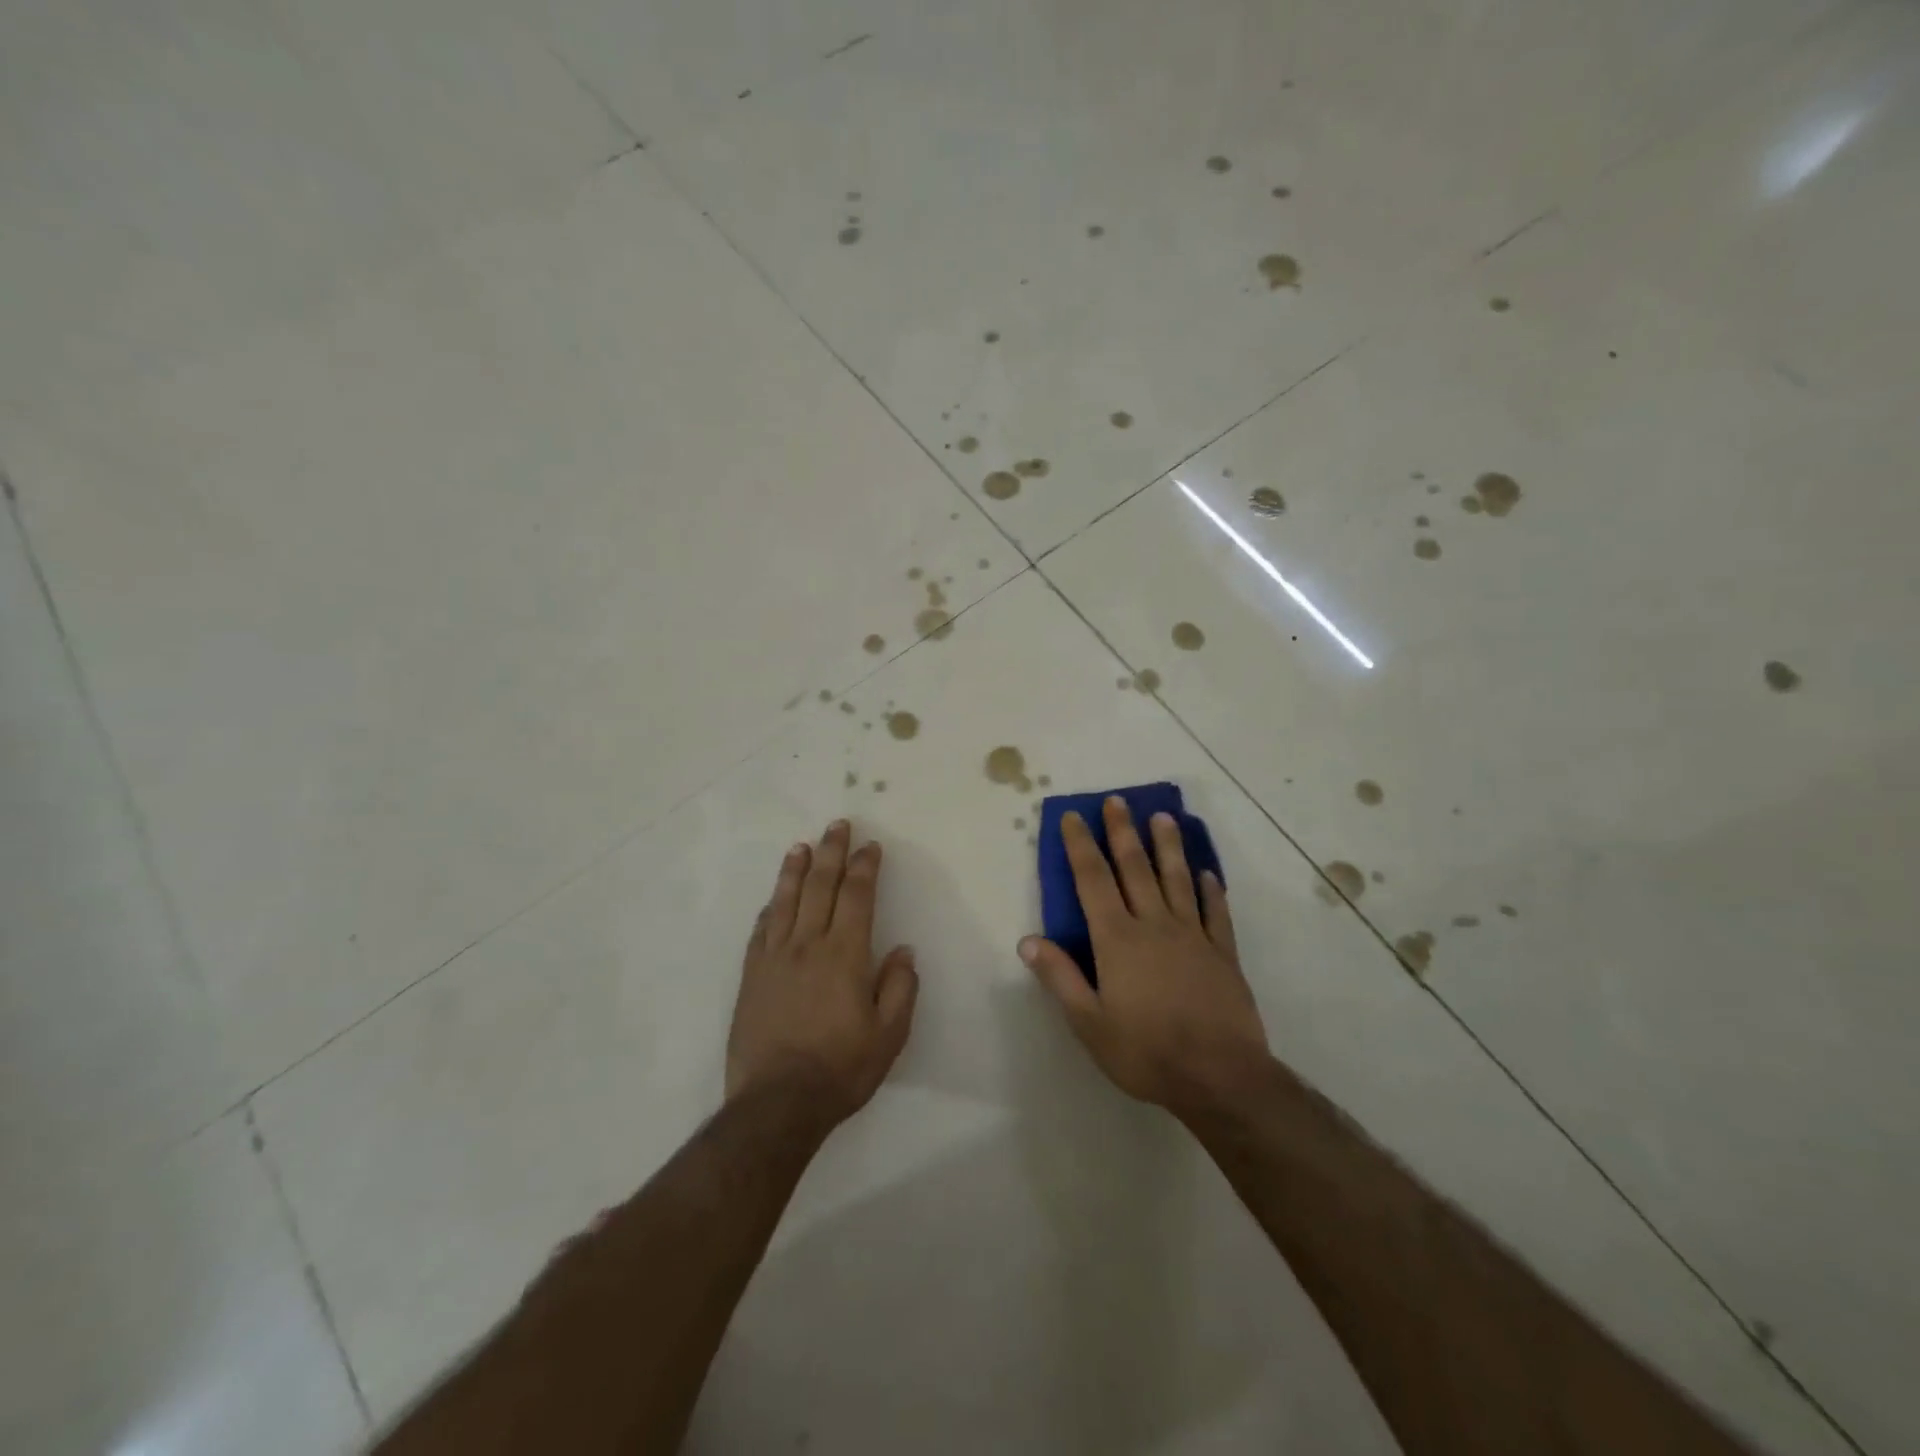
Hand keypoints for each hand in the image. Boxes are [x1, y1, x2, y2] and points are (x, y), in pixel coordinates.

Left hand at [728, 820, 918, 1127]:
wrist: (776, 1103)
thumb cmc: (841, 1069)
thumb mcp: (889, 1035)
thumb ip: (899, 988)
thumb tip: (903, 951)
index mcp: (844, 955)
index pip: (856, 897)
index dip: (864, 867)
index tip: (870, 846)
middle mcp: (808, 946)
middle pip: (820, 887)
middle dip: (831, 852)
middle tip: (837, 826)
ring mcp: (774, 959)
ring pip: (785, 902)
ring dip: (795, 870)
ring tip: (801, 846)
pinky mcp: (751, 977)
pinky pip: (760, 932)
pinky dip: (771, 909)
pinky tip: (774, 901)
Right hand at [1020, 797, 1269, 1117]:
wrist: (1220, 1077)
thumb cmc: (1146, 1052)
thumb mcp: (1089, 1023)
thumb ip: (1060, 978)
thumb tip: (1027, 940)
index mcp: (1117, 939)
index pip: (1093, 880)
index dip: (1080, 846)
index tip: (1073, 817)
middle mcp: (1154, 925)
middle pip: (1135, 868)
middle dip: (1122, 832)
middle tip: (1117, 801)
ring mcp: (1193, 936)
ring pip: (1178, 880)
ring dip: (1168, 846)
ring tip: (1163, 817)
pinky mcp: (1223, 954)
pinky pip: (1216, 913)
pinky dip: (1211, 890)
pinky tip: (1208, 874)